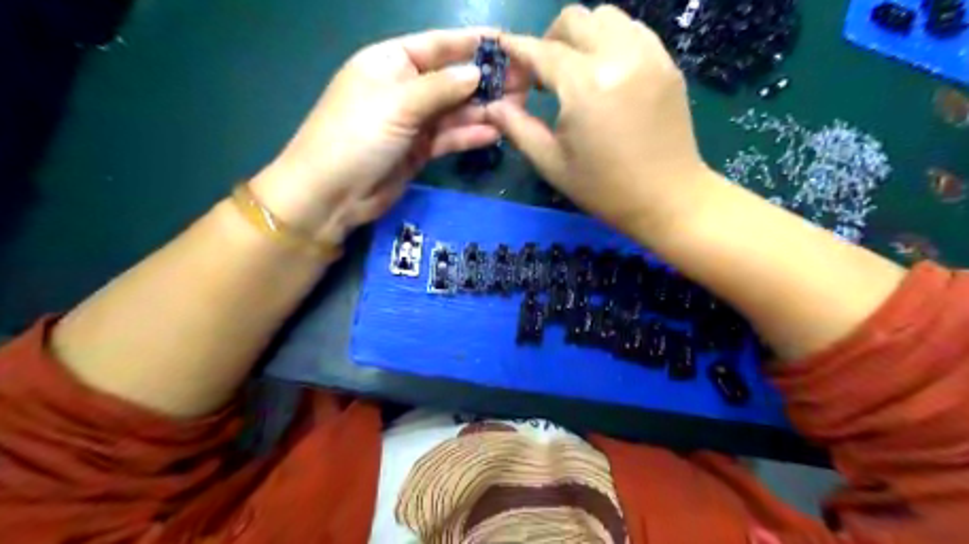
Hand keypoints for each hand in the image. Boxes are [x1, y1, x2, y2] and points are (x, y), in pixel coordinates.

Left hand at [249, 27, 522, 244]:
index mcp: (390, 62)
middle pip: (451, 80)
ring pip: (454, 111)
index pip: (437, 46)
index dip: (470, 43)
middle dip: (485, 81)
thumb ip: (440, 88)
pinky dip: (470, 135)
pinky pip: (449, 137)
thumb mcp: (398, 103)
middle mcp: (404, 89)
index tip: (506, 44)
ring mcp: (412, 122)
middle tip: (525, 83)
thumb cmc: (357, 136)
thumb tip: (476, 72)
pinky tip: (496, 133)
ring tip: (519, 109)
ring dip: (484, 110)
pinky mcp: (419, 150)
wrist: (332, 194)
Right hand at [489, 3, 714, 234]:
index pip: (541, 51)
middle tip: (541, 74)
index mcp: (585, 85)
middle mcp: (618, 56)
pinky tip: (604, 71)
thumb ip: (517, 128)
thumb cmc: (604, 188)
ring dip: (580, 36)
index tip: (503, 52)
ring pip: (605, 17)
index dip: (517, 51)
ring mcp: (648, 54)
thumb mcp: (552, 163)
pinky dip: (609, 40)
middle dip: (548, 39)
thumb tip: (492, 106)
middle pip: (573, 19)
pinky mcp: (666, 62)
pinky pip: (631, 30)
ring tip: (574, 70)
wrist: (667, 198)